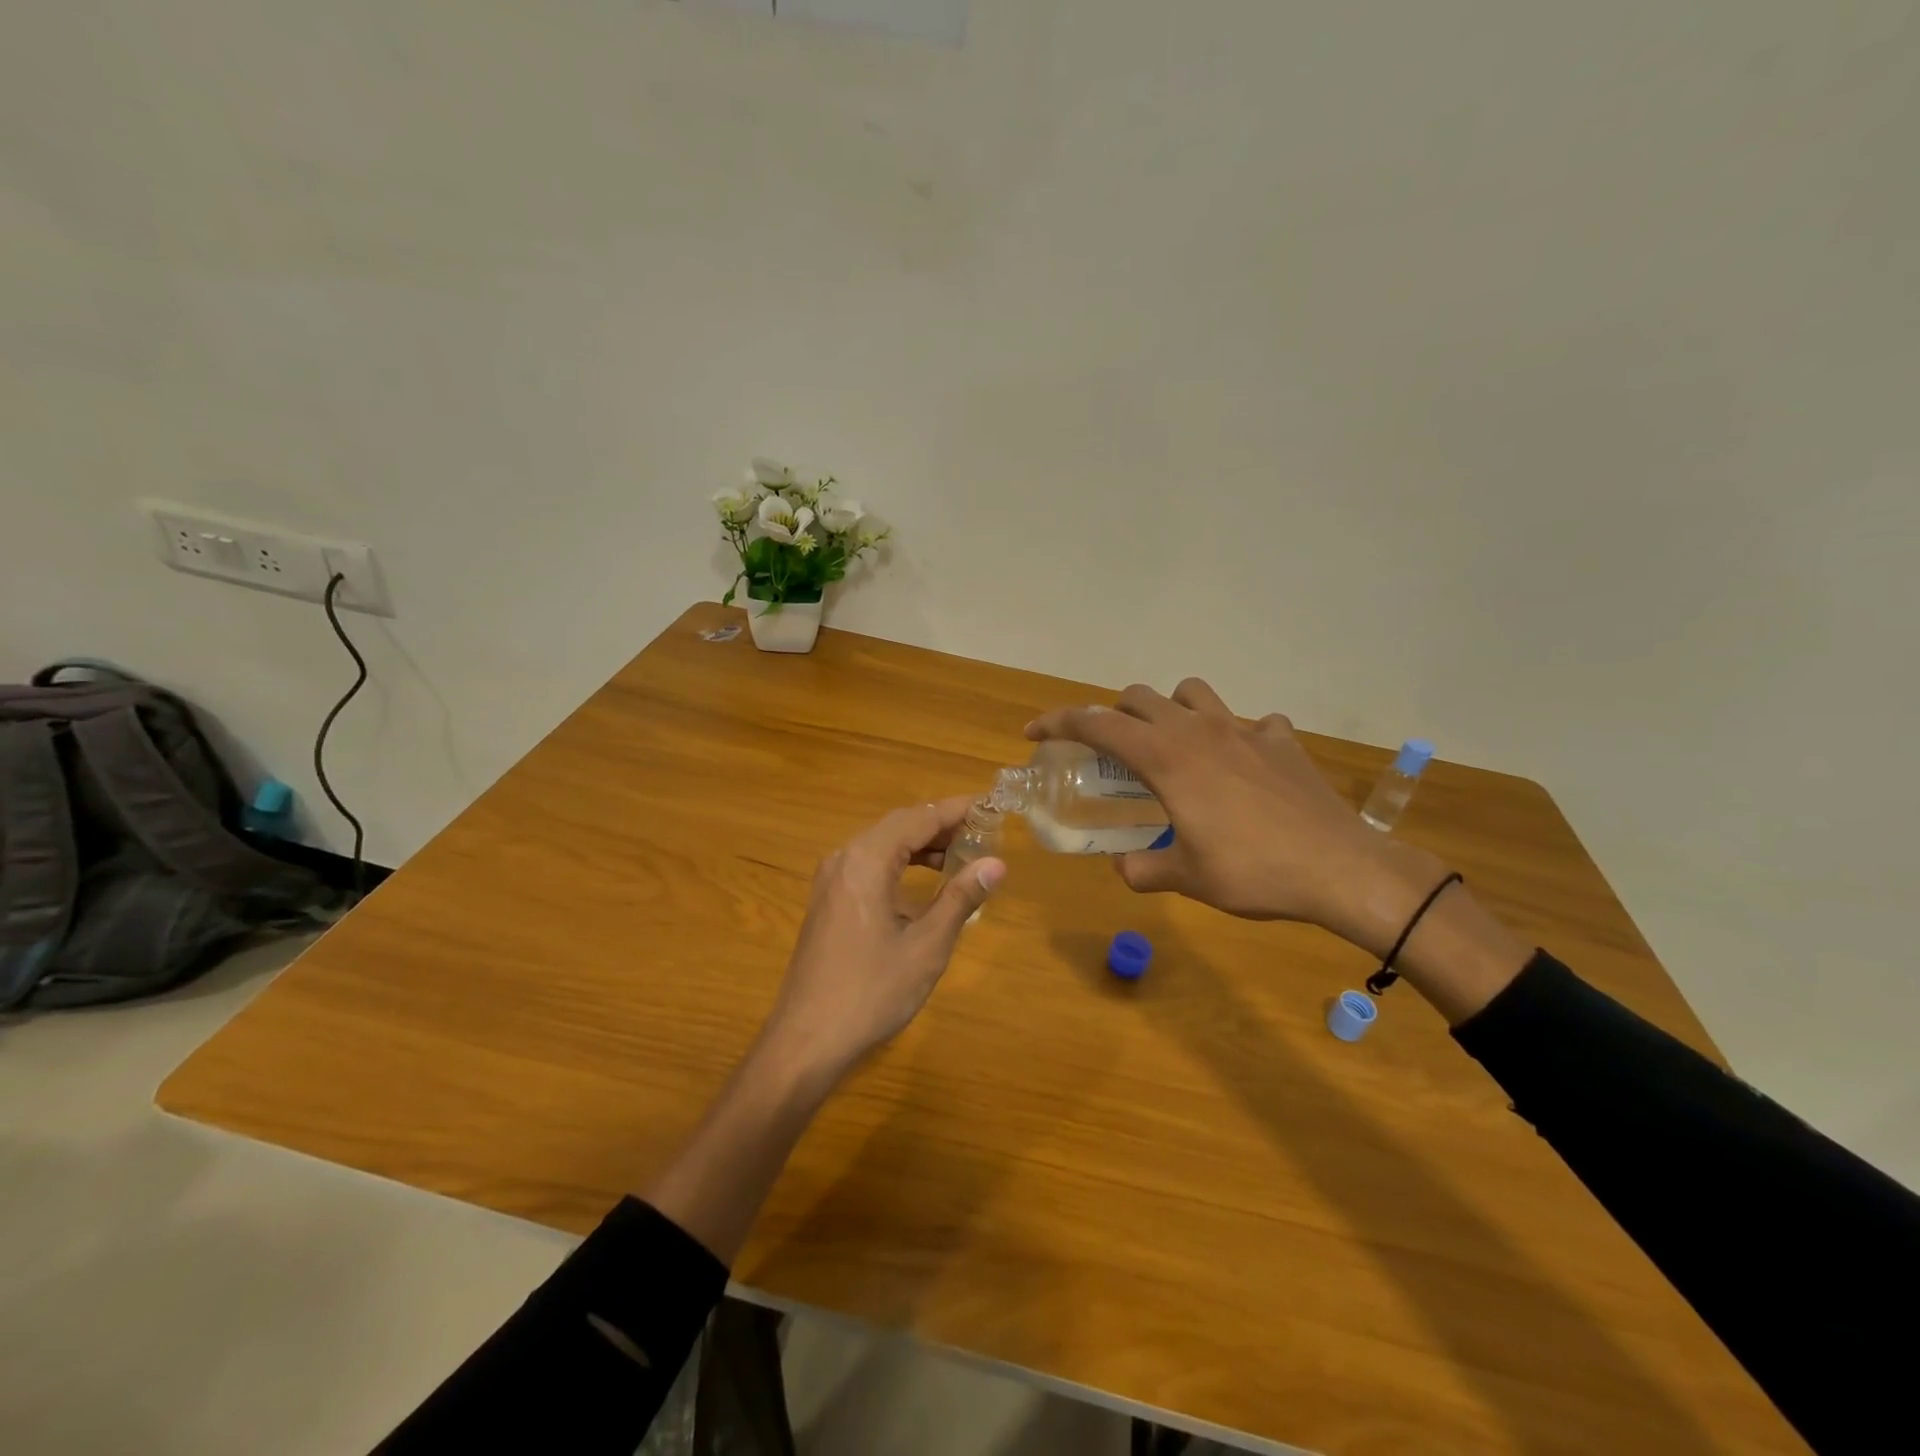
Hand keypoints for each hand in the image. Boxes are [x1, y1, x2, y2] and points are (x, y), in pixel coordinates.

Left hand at [760, 798, 1004, 1080]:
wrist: (807, 1040)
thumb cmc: (871, 991)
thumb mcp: (926, 946)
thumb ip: (960, 898)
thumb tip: (996, 864)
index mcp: (866, 860)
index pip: (918, 818)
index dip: (956, 810)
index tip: (992, 805)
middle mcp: (844, 859)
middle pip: (899, 825)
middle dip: (941, 825)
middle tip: (984, 831)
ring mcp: (831, 880)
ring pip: (883, 845)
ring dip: (921, 844)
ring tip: (963, 854)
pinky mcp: (828, 901)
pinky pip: (869, 865)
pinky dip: (901, 863)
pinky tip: (925, 881)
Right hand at [1026, 681, 1437, 939]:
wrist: (1341, 869)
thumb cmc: (1253, 872)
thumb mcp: (1187, 879)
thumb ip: (1143, 870)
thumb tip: (1124, 868)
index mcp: (1166, 758)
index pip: (1097, 724)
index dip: (1059, 723)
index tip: (1035, 732)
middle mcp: (1199, 730)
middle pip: (1139, 697)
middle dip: (1113, 715)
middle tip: (1109, 750)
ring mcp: (1245, 729)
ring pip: (1192, 692)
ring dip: (1171, 708)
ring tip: (1172, 744)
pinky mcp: (1281, 740)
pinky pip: (1249, 721)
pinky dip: (1234, 734)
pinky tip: (1241, 765)